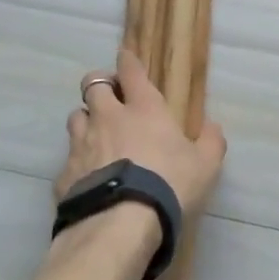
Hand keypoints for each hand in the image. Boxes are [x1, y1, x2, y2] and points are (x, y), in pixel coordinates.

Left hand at [57, 48, 226, 220]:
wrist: (121, 223)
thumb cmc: (169, 185)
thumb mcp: (206, 165)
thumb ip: (211, 142)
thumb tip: (213, 127)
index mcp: (144, 109)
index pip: (131, 71)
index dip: (128, 60)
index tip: (125, 56)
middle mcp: (108, 118)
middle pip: (93, 84)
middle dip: (100, 84)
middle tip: (110, 96)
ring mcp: (82, 144)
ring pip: (75, 116)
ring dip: (85, 120)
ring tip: (95, 134)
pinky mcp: (65, 173)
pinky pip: (69, 158)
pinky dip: (78, 162)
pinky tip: (87, 177)